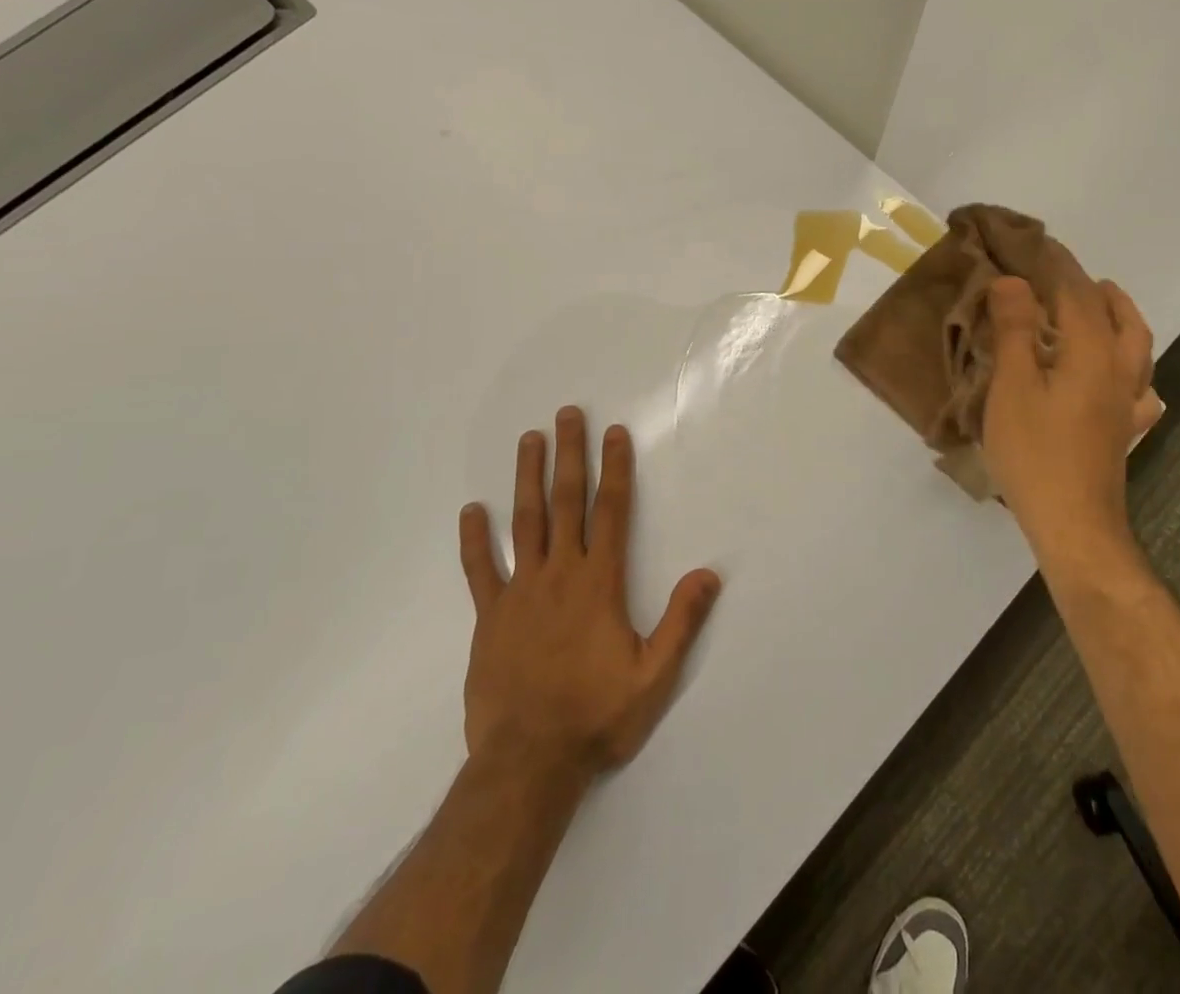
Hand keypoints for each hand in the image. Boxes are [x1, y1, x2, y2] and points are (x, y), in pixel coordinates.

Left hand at [458, 406, 721, 782]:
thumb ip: (681, 621)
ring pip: (524, 522)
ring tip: (528, 440)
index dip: (615, 468)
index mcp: (599, 583)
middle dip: (569, 455)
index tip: (614, 432)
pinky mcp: (490, 617)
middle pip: (566, 502)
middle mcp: (560, 574)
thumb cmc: (596, 716)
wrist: (528, 763)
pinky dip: (475, 539)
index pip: (611, 511)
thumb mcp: (654, 676)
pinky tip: (471, 510)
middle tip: (566, 415)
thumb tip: (708, 574)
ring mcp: (520, 592)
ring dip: (527, 478)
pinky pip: (480, 570)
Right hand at [982, 259, 1162, 549]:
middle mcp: (1118, 373)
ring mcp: (1126, 404)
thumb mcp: (1013, 386)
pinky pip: (1138, 389)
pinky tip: (1118, 379)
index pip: (1078, 296)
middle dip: (1097, 290)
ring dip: (1120, 319)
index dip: (1057, 267)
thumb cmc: (1035, 452)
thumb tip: (1013, 281)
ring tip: (1100, 308)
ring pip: (1137, 349)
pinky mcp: (1122, 431)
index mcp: (1091, 355)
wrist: (1073, 523)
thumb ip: (1015, 331)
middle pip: (1120, 318)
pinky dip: (1130, 369)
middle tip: (1070, 275)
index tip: (1036, 244)